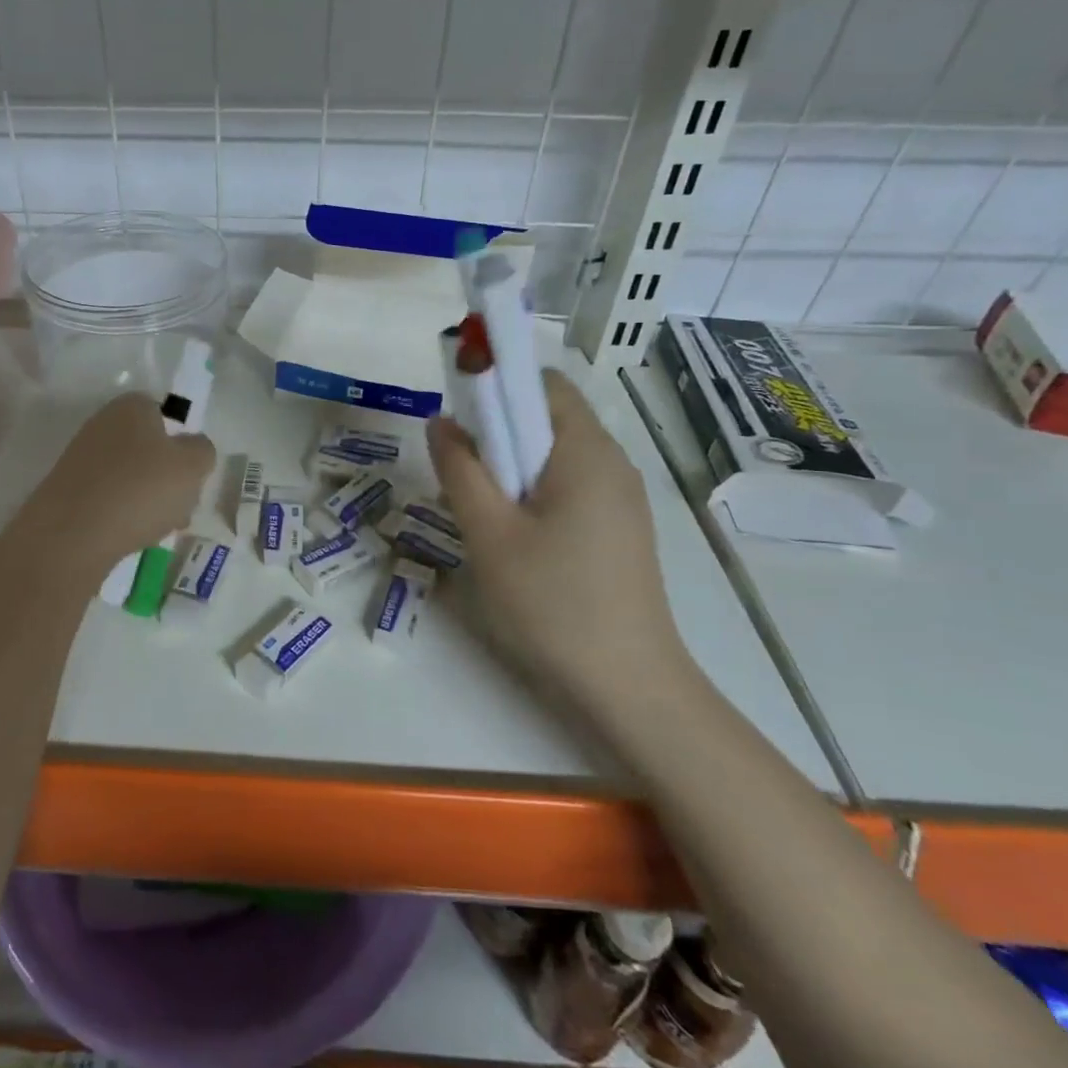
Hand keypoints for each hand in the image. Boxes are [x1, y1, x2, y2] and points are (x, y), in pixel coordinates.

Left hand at [23, 393, 215, 567]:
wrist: (71, 535)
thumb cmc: (140, 488)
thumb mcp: (192, 465)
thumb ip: (202, 450)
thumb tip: (193, 448)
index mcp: (131, 406)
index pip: (165, 414)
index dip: (182, 443)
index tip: (191, 473)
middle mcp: (102, 424)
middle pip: (149, 448)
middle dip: (167, 477)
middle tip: (181, 506)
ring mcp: (81, 458)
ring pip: (131, 476)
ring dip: (149, 499)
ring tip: (159, 528)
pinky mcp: (68, 491)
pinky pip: (108, 498)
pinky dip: (123, 514)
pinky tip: (131, 536)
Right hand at [426, 370, 686, 703]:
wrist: (627, 685)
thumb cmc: (551, 600)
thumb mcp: (488, 532)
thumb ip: (459, 468)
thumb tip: (441, 421)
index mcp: (585, 451)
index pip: (541, 382)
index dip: (496, 384)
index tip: (458, 415)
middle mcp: (611, 462)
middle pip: (547, 417)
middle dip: (497, 430)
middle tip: (460, 471)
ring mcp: (620, 497)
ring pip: (554, 454)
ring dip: (510, 465)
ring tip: (480, 510)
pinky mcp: (618, 528)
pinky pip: (568, 485)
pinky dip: (532, 490)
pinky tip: (512, 535)